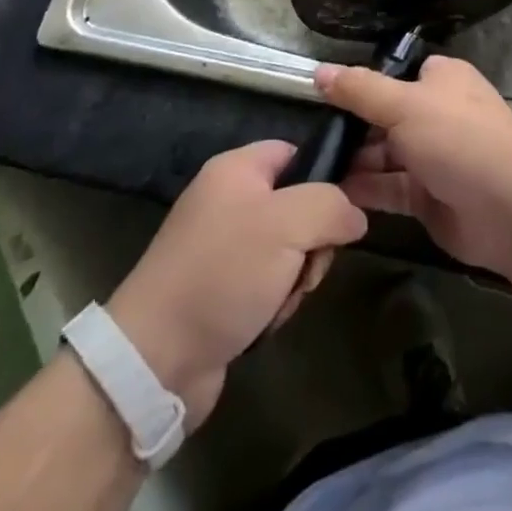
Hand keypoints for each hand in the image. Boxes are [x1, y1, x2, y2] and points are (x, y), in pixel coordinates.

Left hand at [106, 141, 365, 429]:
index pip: (296, 152)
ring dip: (297, 277)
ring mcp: (223, 246)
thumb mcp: (288, 224)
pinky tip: (266, 320)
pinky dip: (276, 301)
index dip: (324, 176)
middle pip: (298, 204)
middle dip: (313, 240)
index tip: (342, 212)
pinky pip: (268, 281)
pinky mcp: (220, 288)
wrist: (156, 358)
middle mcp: (228, 199)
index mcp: (236, 168)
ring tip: (281, 300)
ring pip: (288, 248)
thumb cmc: (224, 273)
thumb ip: (332, 205)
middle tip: (305, 266)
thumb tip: (355, 216)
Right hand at [317, 55, 511, 275]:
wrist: (509, 208)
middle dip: (352, 127)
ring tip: (311, 167)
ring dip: (354, 160)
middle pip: (386, 115)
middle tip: (308, 136)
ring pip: (385, 154)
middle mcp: (438, 113)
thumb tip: (319, 72)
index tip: (324, 95)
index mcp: (442, 79)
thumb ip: (359, 90)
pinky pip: (389, 188)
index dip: (363, 84)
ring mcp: (434, 157)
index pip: (397, 74)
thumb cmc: (457, 138)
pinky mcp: (428, 197)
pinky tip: (330, 192)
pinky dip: (364, 190)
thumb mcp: (403, 104)